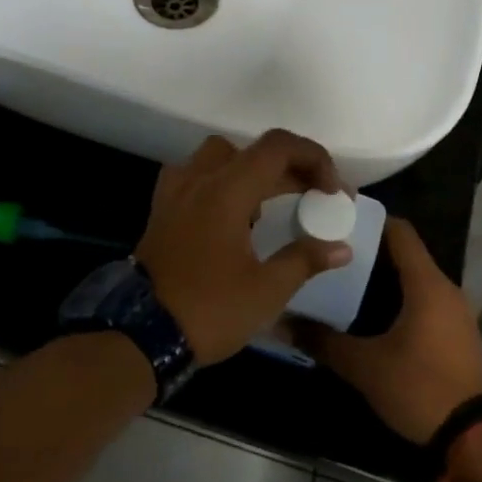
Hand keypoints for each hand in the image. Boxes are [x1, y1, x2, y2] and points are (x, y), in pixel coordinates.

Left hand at [137, 131, 351, 363]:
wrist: (140, 334)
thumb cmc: (209, 310)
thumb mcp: (266, 290)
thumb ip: (305, 260)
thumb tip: (341, 248)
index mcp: (226, 190)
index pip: (277, 147)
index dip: (313, 158)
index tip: (332, 192)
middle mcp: (198, 179)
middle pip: (252, 151)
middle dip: (290, 168)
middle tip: (315, 198)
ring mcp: (175, 193)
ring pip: (220, 157)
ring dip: (252, 171)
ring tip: (271, 206)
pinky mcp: (162, 210)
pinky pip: (196, 177)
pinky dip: (221, 183)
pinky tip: (232, 216)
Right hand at [297, 218, 481, 443]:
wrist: (476, 438)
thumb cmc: (420, 388)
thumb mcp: (365, 366)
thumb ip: (323, 341)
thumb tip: (282, 323)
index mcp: (427, 284)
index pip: (400, 232)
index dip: (370, 220)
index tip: (337, 220)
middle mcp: (447, 289)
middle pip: (406, 255)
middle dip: (369, 252)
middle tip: (330, 254)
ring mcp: (457, 313)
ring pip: (416, 280)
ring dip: (385, 279)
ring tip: (344, 282)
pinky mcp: (459, 334)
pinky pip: (426, 302)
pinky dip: (400, 299)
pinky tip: (373, 315)